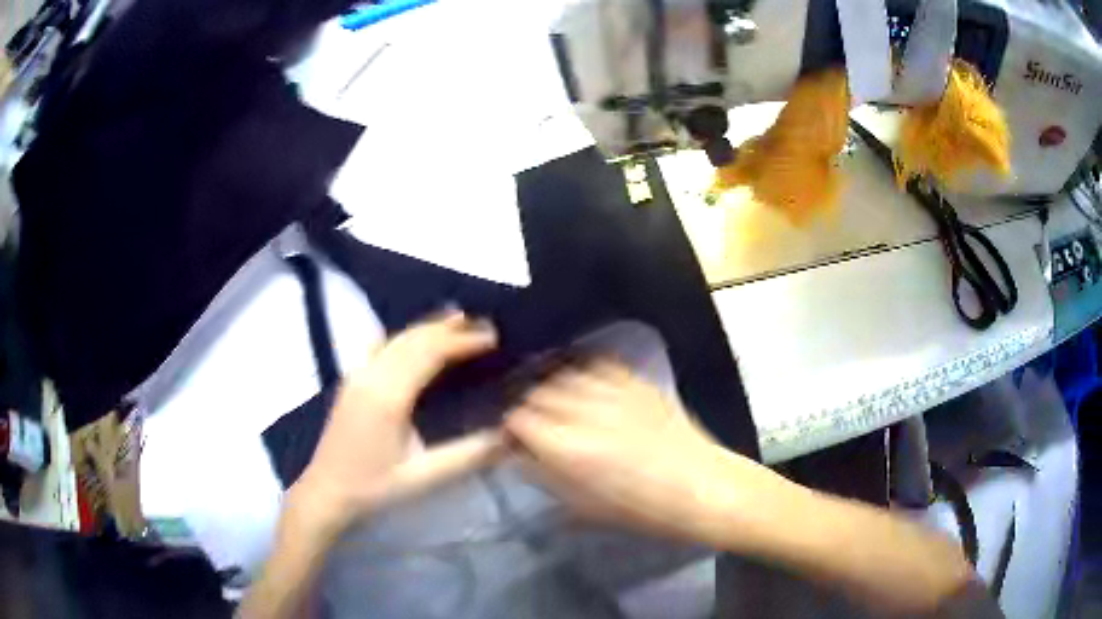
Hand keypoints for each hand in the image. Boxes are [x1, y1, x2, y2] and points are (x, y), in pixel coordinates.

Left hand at [293, 311, 504, 528]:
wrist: (327, 491)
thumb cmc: (375, 487)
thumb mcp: (424, 477)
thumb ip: (468, 455)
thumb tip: (509, 436)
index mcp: (388, 397)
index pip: (429, 352)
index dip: (461, 341)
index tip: (492, 337)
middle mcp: (370, 376)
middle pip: (413, 338)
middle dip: (449, 328)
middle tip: (484, 324)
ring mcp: (356, 374)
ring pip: (395, 337)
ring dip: (427, 326)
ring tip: (458, 320)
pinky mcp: (350, 380)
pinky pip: (380, 344)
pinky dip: (404, 335)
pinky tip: (414, 337)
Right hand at [505, 358, 760, 542]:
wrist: (699, 485)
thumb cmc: (640, 509)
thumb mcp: (582, 506)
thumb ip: (544, 476)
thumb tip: (521, 454)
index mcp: (567, 448)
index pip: (518, 420)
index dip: (510, 428)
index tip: (514, 438)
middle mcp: (584, 411)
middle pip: (536, 391)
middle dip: (528, 406)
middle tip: (534, 422)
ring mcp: (612, 390)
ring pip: (563, 373)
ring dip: (551, 386)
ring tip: (556, 401)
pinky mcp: (635, 380)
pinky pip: (597, 362)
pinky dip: (582, 369)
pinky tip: (582, 381)